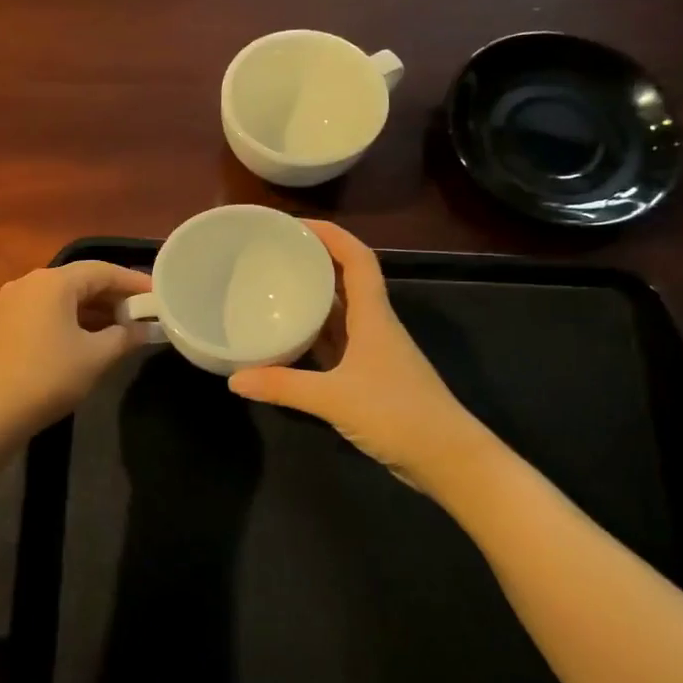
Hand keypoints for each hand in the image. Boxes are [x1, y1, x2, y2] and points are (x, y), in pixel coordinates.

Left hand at [0, 261, 153, 439]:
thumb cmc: (48, 378)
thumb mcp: (96, 358)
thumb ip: (125, 337)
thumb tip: (145, 329)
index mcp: (53, 282)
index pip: (103, 271)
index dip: (133, 282)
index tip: (158, 295)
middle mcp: (30, 282)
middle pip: (81, 280)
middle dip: (114, 295)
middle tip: (143, 313)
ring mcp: (13, 301)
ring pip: (63, 296)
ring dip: (93, 308)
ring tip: (123, 326)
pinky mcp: (4, 321)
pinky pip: (47, 310)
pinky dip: (72, 318)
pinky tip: (90, 336)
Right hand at [228, 221, 483, 493]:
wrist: (448, 459)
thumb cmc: (398, 415)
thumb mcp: (334, 399)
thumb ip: (283, 387)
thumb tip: (234, 379)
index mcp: (373, 317)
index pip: (357, 260)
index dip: (331, 235)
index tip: (296, 224)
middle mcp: (374, 326)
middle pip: (346, 280)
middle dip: (315, 261)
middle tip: (275, 254)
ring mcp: (373, 352)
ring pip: (340, 313)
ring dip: (314, 297)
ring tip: (275, 288)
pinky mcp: (370, 377)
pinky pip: (336, 343)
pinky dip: (314, 336)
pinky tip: (288, 341)